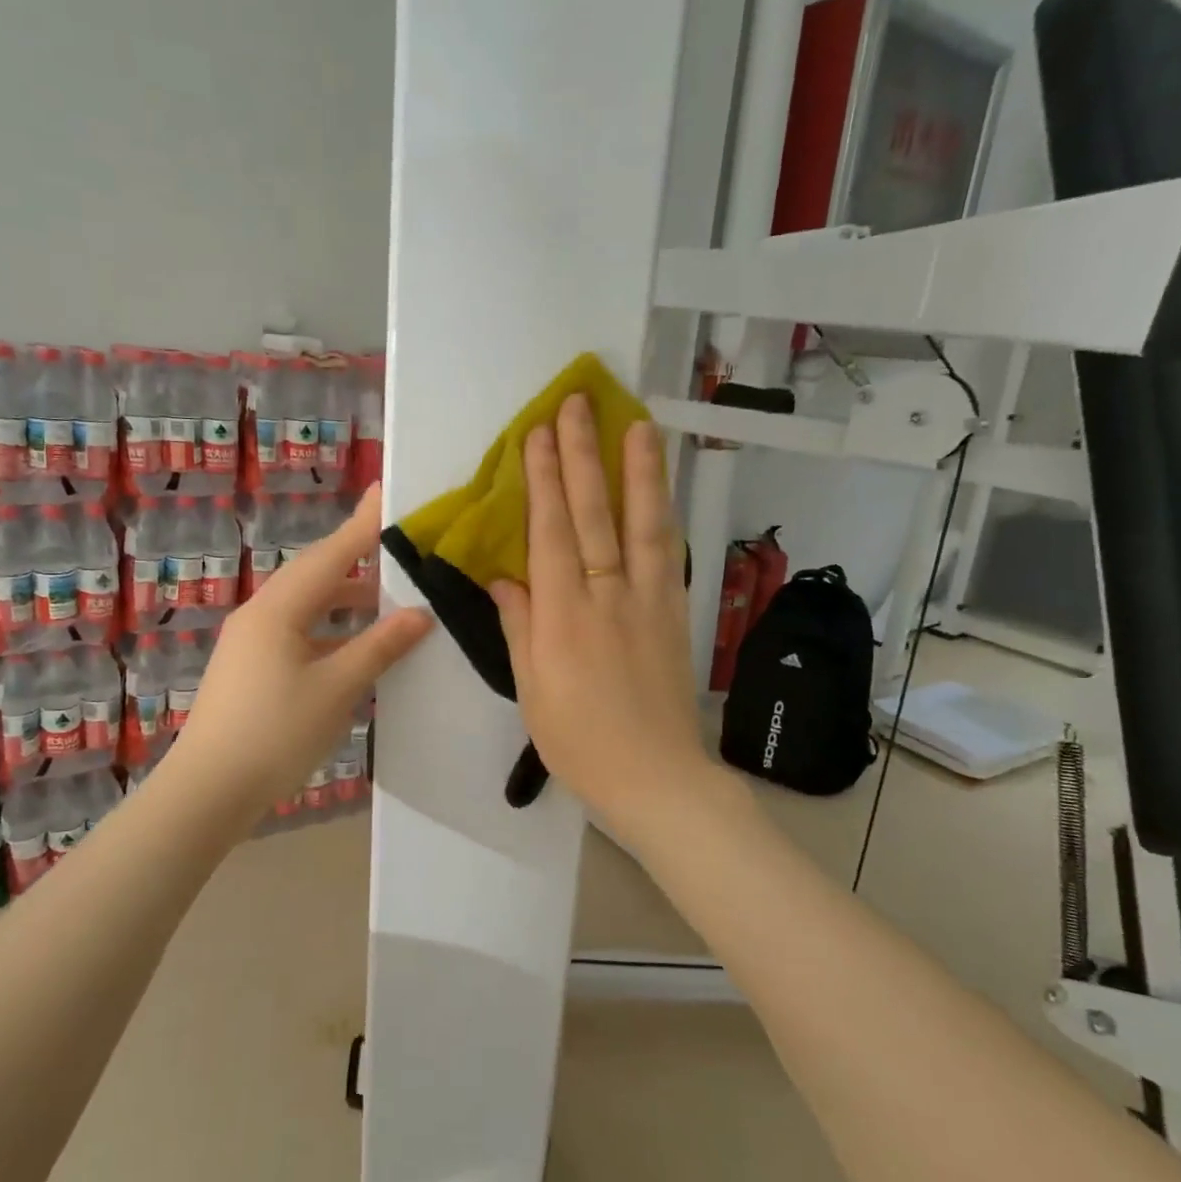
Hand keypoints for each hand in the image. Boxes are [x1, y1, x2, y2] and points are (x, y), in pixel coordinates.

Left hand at [170, 485, 433, 815]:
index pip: (330, 555)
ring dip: (345, 598)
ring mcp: (252, 642)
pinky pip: (298, 632)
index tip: (387, 492)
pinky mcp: (252, 668)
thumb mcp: (336, 689)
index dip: (363, 525)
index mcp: (279, 610)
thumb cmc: (275, 733)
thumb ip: (379, 647)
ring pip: (306, 605)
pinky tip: (355, 644)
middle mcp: (261, 615)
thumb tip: (419, 614)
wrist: (209, 791)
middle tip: (396, 542)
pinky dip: (330, 628)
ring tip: (387, 595)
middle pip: (315, 574)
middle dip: (356, 556)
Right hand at [490, 395, 713, 836]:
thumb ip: (519, 625)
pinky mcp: (675, 612)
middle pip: (595, 514)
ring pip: (643, 524)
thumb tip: (504, 577)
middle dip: (584, 456)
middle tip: (579, 404)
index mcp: (563, 616)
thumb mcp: (532, 688)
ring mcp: (648, 600)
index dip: (544, 480)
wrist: (655, 776)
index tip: (539, 434)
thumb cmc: (578, 739)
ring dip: (639, 471)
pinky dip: (664, 514)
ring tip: (638, 425)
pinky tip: (661, 488)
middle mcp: (607, 596)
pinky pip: (668, 554)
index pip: (552, 533)